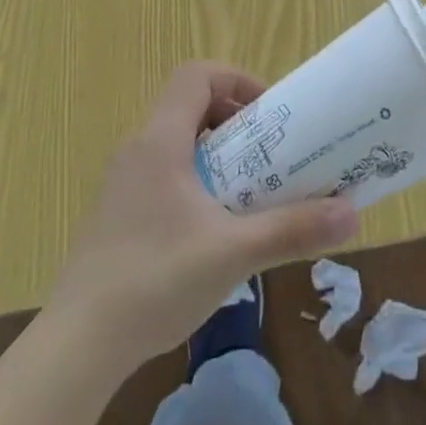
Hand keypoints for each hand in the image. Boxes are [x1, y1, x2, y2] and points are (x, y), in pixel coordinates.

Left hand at [45, 61, 358, 369]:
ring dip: (216, 155)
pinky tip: (211, 232)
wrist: (73, 350)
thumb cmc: (154, 281)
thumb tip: (351, 213)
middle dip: (234, 122)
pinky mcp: (115, 216)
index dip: (236, 80)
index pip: (196, 75)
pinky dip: (194, 182)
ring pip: (176, 143)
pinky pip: (163, 175)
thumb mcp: (233, 254)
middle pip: (189, 106)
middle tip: (268, 154)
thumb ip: (292, 229)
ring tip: (248, 192)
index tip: (268, 114)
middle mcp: (137, 150)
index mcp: (160, 140)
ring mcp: (122, 184)